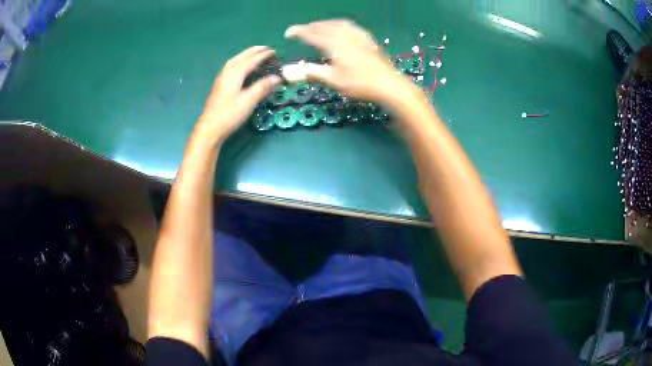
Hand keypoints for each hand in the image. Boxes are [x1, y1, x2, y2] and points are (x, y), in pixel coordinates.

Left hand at [198, 46, 280, 141]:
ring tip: (256, 54)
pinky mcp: (220, 85)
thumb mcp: (248, 101)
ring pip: (235, 60)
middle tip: (267, 49)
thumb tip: (277, 78)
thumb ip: (262, 87)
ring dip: (246, 55)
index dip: (264, 55)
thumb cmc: (229, 115)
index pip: (252, 60)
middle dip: (255, 51)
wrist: (210, 128)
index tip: (275, 52)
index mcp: (235, 73)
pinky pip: (232, 66)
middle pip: (242, 56)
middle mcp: (227, 72)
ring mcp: (222, 78)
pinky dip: (240, 61)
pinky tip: (242, 67)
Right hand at [285, 20, 417, 104]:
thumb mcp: (333, 80)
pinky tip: (343, 29)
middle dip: (311, 26)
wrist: (389, 85)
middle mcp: (346, 36)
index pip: (312, 34)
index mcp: (335, 44)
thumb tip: (288, 71)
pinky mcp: (369, 40)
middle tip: (302, 30)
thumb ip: (311, 73)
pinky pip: (352, 27)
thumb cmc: (360, 84)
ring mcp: (359, 37)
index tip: (288, 33)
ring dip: (326, 24)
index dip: (299, 32)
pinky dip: (341, 25)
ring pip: (339, 24)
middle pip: (325, 26)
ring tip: (319, 26)